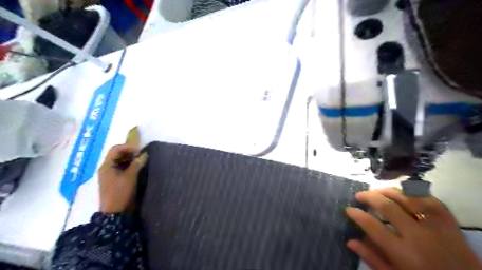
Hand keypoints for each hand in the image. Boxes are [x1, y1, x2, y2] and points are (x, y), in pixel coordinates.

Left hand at [99, 145, 147, 213]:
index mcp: (107, 166)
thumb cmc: (121, 193)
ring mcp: (110, 174)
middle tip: (141, 154)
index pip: (116, 149)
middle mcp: (106, 168)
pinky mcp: (115, 180)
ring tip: (141, 160)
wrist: (115, 213)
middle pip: (117, 154)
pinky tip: (138, 167)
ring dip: (130, 158)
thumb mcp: (130, 177)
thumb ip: (137, 164)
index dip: (128, 147)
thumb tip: (144, 154)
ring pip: (120, 161)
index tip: (140, 150)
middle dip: (130, 152)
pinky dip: (130, 165)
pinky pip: (122, 168)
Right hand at [347, 188, 481, 269]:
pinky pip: (430, 200)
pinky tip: (403, 193)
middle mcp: (418, 236)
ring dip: (388, 191)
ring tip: (376, 191)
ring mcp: (436, 227)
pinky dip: (414, 194)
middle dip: (369, 197)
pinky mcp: (450, 223)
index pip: (372, 226)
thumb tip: (350, 241)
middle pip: (387, 206)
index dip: (357, 214)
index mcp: (403, 253)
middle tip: (358, 195)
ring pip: (407, 198)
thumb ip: (372, 258)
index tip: (348, 209)